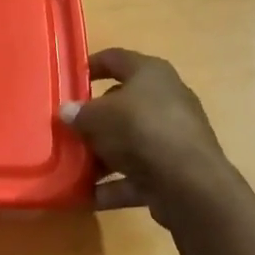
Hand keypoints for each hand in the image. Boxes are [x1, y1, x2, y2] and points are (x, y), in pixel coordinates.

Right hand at [59, 49, 238, 226]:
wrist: (189, 183)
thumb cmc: (141, 130)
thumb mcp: (99, 116)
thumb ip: (79, 113)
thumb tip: (66, 111)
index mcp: (151, 74)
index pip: (116, 59)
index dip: (91, 65)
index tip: (68, 78)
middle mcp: (165, 100)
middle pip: (121, 104)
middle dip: (93, 119)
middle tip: (67, 129)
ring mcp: (171, 137)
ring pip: (128, 142)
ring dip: (101, 155)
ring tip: (70, 167)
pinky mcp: (173, 170)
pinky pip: (135, 175)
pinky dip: (112, 185)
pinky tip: (85, 196)